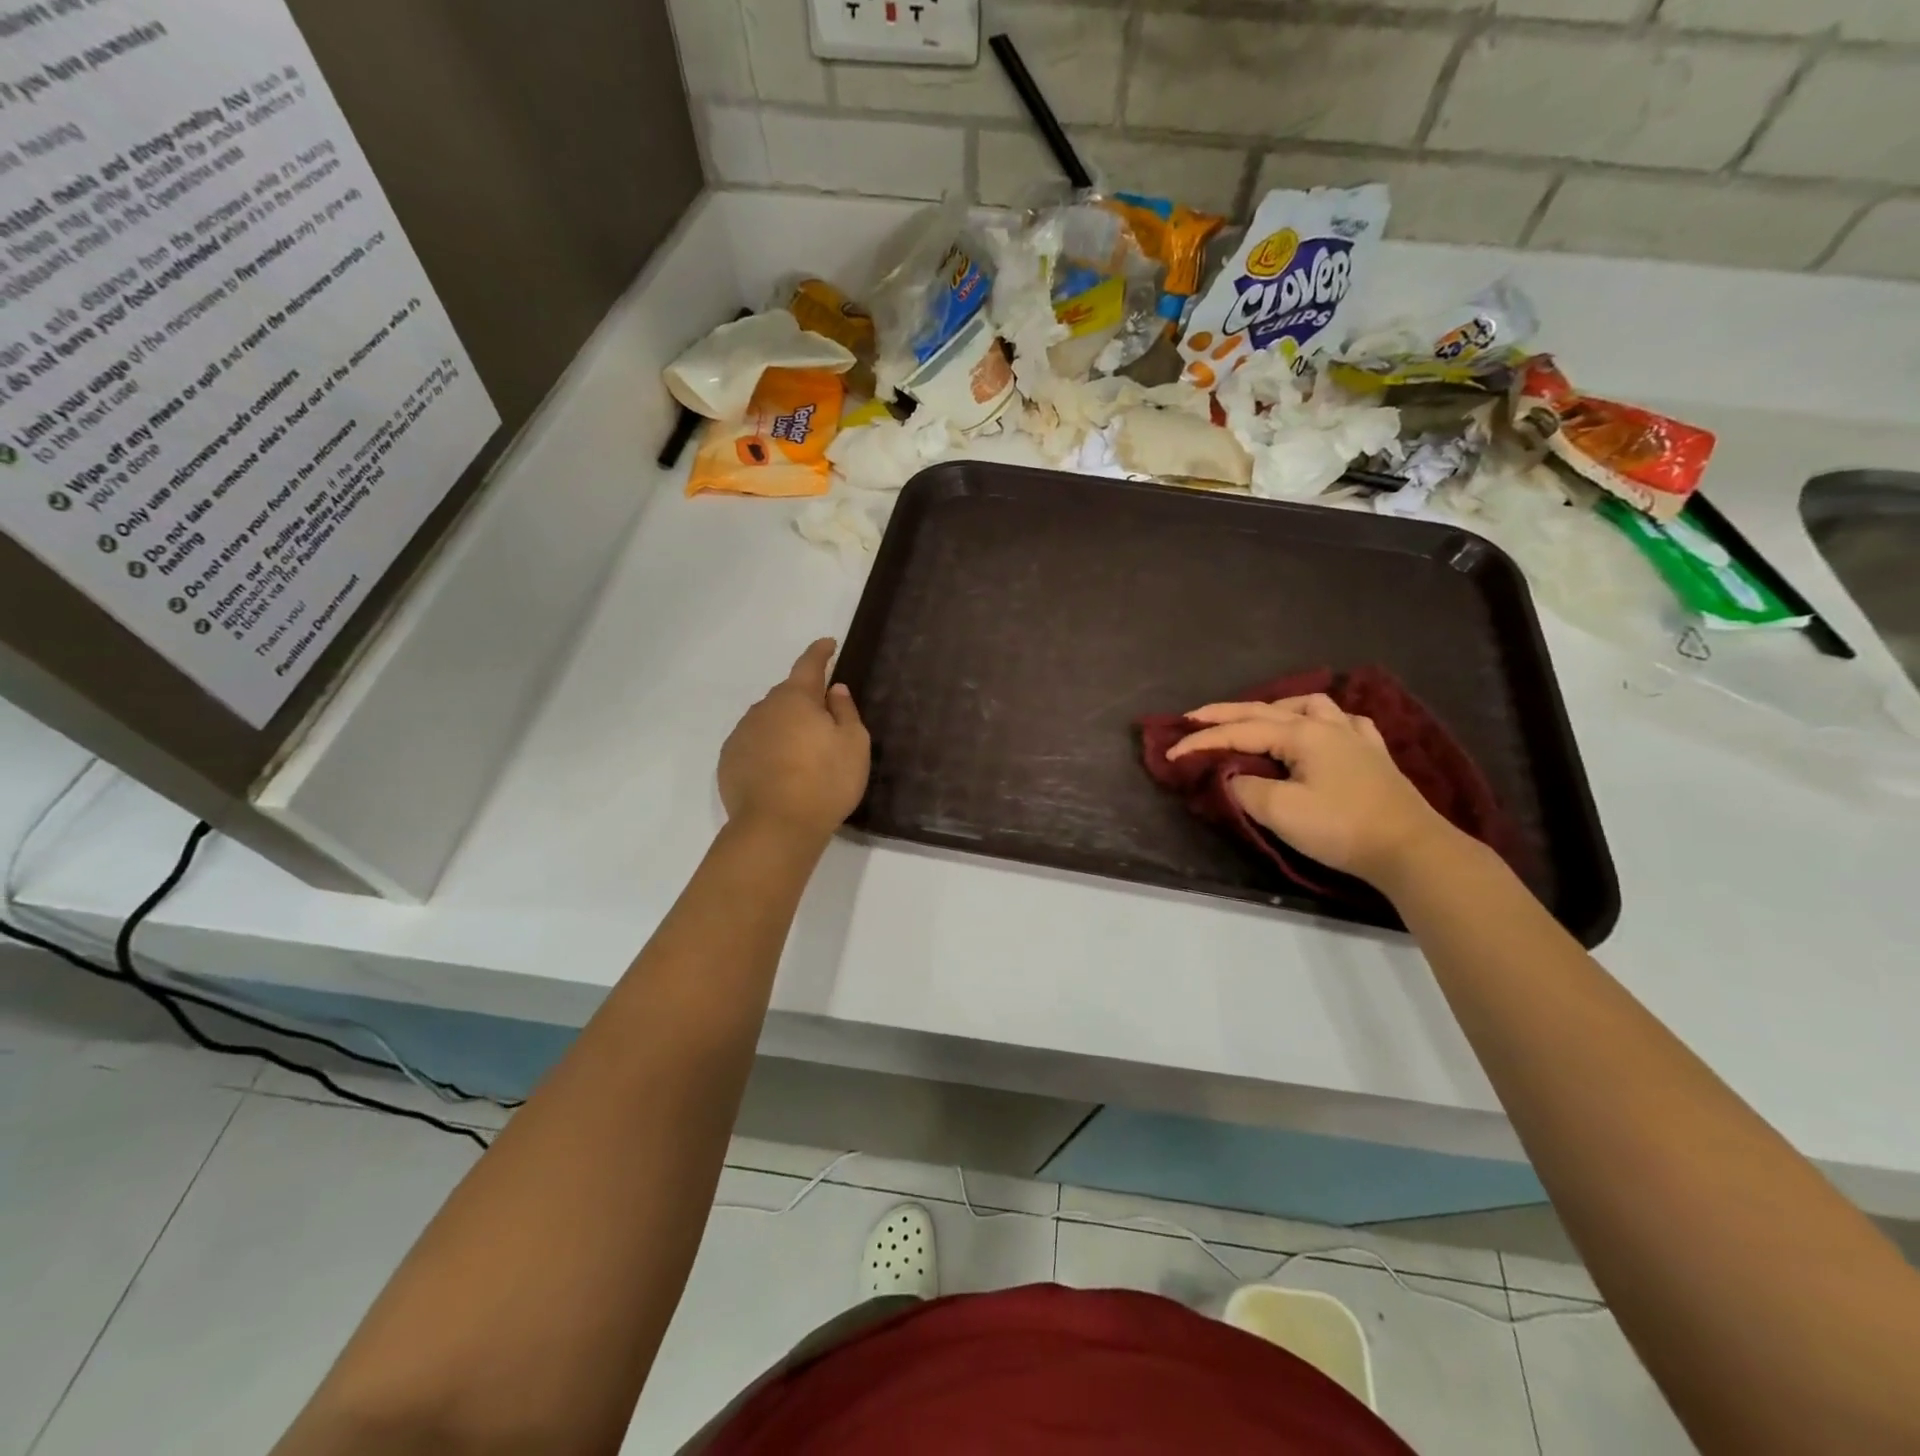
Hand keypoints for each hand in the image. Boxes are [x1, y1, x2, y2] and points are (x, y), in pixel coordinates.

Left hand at [718, 640, 870, 844]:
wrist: (776, 827)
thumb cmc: (825, 781)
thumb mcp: (853, 744)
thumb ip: (845, 711)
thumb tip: (834, 690)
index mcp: (796, 698)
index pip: (809, 664)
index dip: (820, 652)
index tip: (828, 644)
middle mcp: (764, 709)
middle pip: (787, 696)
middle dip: (804, 701)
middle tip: (824, 722)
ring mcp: (742, 734)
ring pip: (768, 721)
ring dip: (784, 727)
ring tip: (801, 754)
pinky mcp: (729, 762)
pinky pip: (753, 745)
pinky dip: (767, 749)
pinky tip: (779, 772)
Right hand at [1167, 693, 1458, 886]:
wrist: (1410, 849)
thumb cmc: (1341, 827)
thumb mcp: (1281, 811)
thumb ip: (1246, 789)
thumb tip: (1233, 777)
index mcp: (1302, 734)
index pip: (1240, 732)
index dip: (1202, 741)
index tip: (1171, 753)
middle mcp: (1326, 725)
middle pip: (1266, 710)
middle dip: (1225, 713)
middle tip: (1192, 717)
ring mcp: (1354, 737)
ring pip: (1308, 705)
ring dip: (1275, 708)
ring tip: (1257, 720)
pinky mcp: (1373, 755)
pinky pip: (1344, 722)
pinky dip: (1321, 719)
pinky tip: (1321, 729)